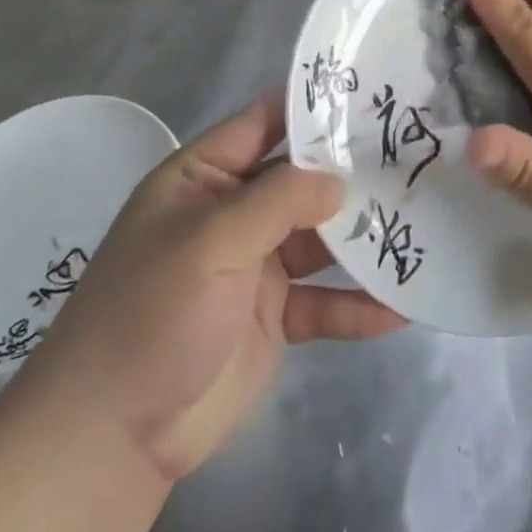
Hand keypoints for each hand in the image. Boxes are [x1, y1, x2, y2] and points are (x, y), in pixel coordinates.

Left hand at [9, 93, 405, 483]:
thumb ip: (277, 201)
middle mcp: (233, 212)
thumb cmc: (150, 313)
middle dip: (352, 171)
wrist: (110, 438)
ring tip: (421, 223)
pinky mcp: (274, 318)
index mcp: (204, 177)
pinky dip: (357, 305)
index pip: (265, 122)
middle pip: (302, 180)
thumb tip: (339, 180)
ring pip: (320, 238)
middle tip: (415, 156)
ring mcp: (255, 265)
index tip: (372, 93)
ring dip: (363, 237)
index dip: (313, 106)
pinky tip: (401, 309)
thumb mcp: (209, 241)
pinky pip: (323, 302)